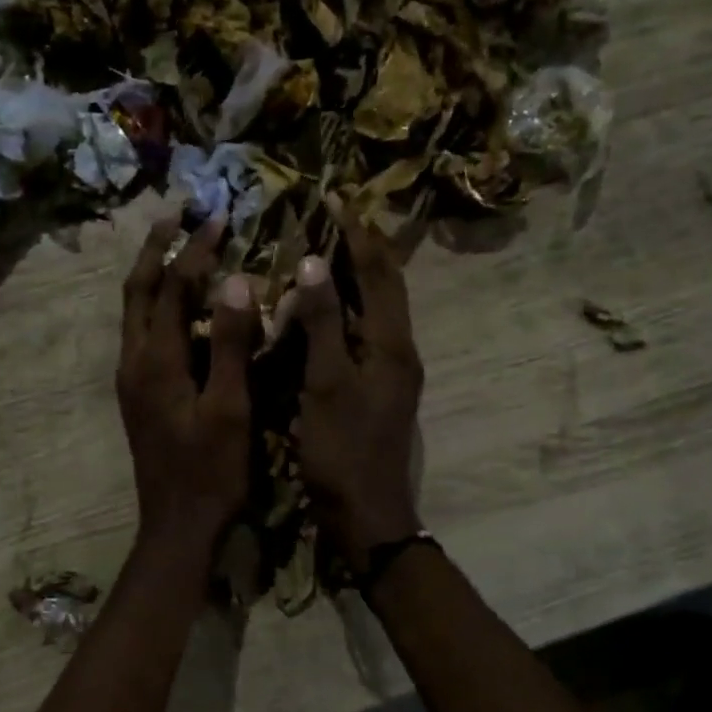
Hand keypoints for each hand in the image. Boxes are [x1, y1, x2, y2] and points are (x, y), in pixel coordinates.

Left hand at [117, 213, 257, 554]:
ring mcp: (132, 378)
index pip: (172, 289)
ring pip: (135, 311)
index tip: (220, 219)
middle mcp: (134, 361)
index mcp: (156, 361)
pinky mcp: (138, 393)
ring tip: (175, 245)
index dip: (195, 251)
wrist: (177, 526)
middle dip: (156, 248)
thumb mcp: (229, 409)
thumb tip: (236, 281)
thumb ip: (231, 345)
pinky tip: (181, 306)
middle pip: (137, 291)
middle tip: (176, 213)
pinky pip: (143, 333)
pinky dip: (158, 305)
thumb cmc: (210, 472)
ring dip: (153, 274)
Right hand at [292, 198, 424, 564]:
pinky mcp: (376, 388)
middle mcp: (399, 351)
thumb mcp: (327, 384)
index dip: (358, 235)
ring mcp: (390, 372)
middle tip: (338, 215)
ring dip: (357, 276)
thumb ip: (323, 324)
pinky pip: (364, 333)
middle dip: (364, 248)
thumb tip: (312, 264)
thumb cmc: (342, 450)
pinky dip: (346, 310)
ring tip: (330, 248)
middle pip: (386, 287)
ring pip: (377, 310)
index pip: (379, 274)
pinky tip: (323, 308)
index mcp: (392, 345)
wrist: (366, 513)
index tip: (337, 198)